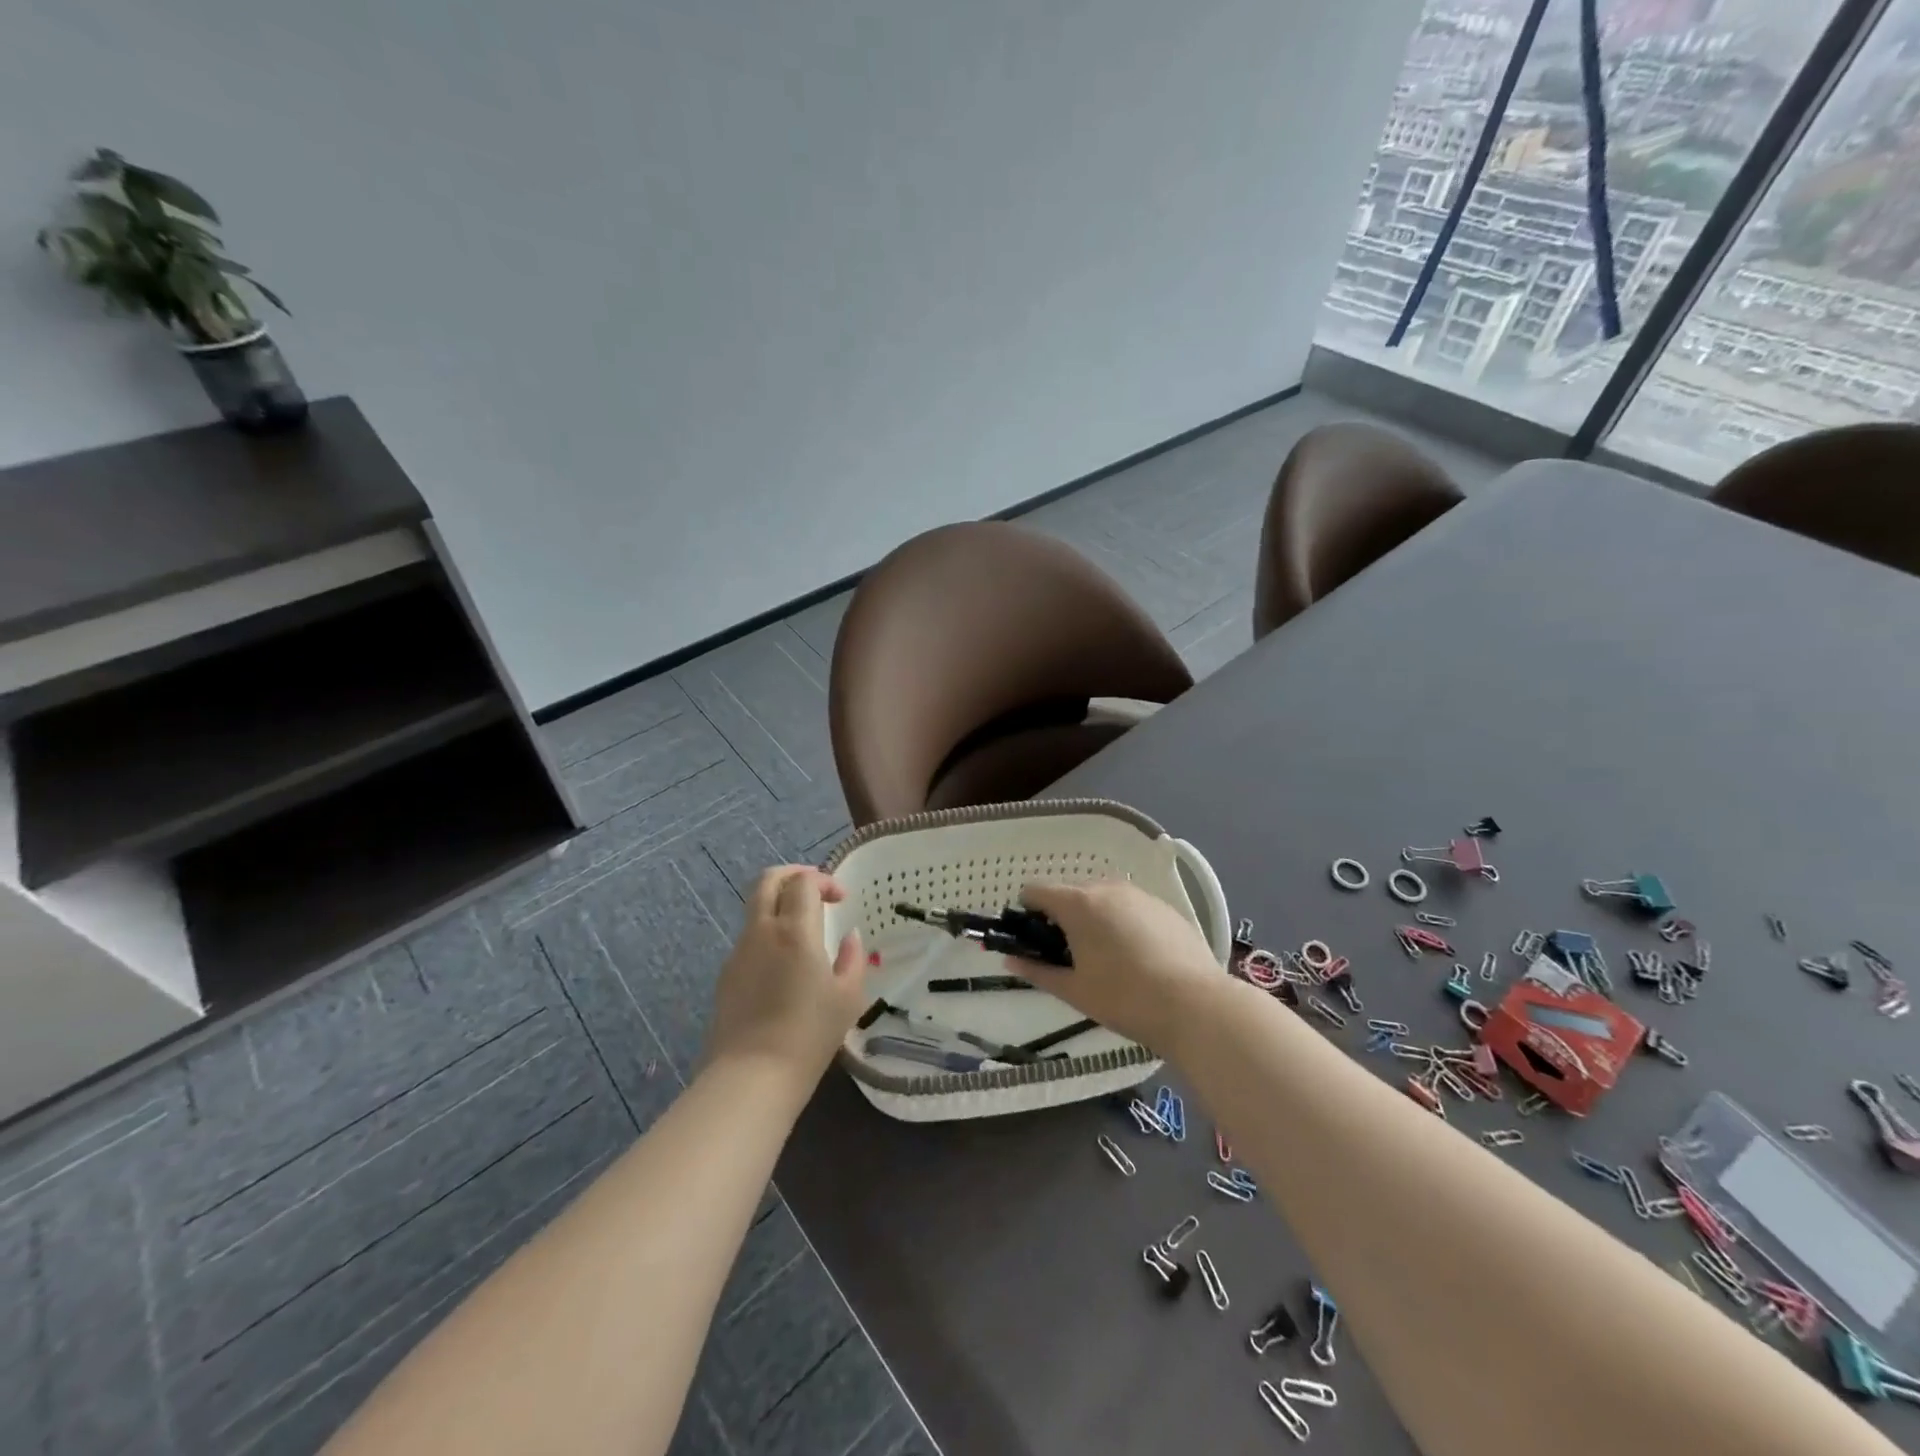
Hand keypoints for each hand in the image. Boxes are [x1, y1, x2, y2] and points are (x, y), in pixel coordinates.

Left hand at [704, 867, 867, 1086]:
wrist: (751, 1076)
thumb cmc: (809, 1034)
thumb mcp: (848, 997)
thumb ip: (852, 958)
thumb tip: (849, 937)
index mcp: (794, 930)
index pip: (803, 882)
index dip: (823, 881)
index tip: (841, 900)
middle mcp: (762, 931)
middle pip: (768, 880)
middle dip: (793, 875)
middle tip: (815, 891)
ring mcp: (738, 952)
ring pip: (755, 908)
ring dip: (779, 905)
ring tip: (803, 930)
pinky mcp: (726, 975)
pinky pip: (749, 939)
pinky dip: (768, 933)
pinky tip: (784, 965)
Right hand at [1012, 880, 1220, 1047]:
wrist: (1195, 1004)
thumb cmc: (1124, 998)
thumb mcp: (1074, 990)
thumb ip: (1038, 971)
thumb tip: (1010, 960)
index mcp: (1078, 903)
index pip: (1036, 891)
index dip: (1028, 913)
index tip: (1035, 941)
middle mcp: (1106, 888)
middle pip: (1070, 893)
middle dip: (1063, 917)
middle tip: (1070, 956)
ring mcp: (1139, 894)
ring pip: (1102, 898)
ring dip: (1094, 918)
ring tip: (1107, 957)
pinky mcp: (1164, 906)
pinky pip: (1130, 906)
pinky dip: (1122, 922)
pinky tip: (1138, 956)